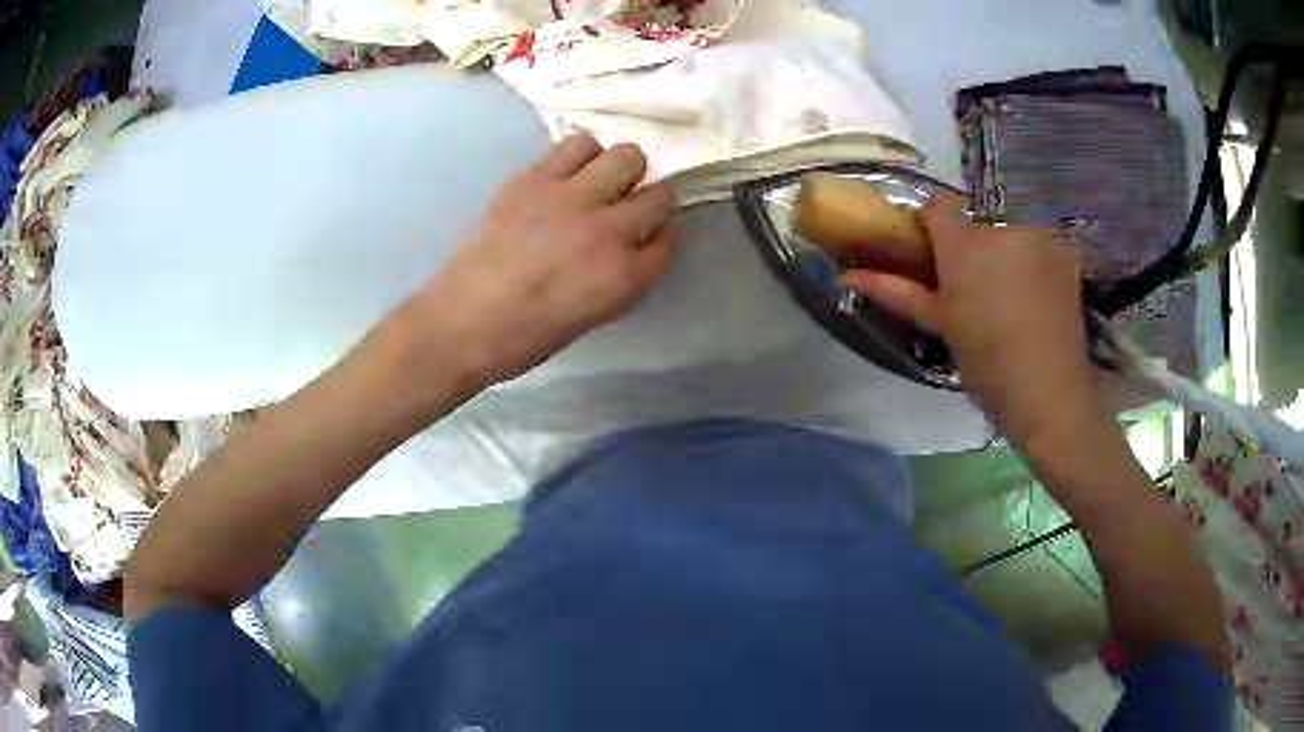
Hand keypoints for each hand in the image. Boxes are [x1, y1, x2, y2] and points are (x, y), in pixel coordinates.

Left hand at [398, 134, 679, 387]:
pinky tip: (565, 174)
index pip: (669, 237)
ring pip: (623, 155)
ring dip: (618, 168)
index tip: (654, 231)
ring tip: (598, 180)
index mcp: (624, 276)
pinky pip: (574, 146)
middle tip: (629, 203)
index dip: (664, 231)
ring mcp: (570, 199)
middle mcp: (607, 230)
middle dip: (652, 196)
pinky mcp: (534, 179)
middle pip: (660, 192)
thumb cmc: (527, 335)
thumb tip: (635, 241)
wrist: (463, 322)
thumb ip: (623, 274)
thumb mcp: (594, 314)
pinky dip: (579, 156)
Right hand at [841, 193, 1104, 450]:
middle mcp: (1002, 228)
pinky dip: (1033, 260)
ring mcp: (1038, 235)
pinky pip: (1039, 242)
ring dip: (1004, 252)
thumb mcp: (941, 325)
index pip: (936, 206)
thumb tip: (846, 275)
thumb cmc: (987, 363)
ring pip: (1008, 230)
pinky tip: (1036, 295)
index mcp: (965, 245)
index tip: (934, 256)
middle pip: (975, 221)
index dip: (931, 227)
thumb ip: (897, 291)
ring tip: (1011, 297)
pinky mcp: (1064, 250)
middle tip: (975, 288)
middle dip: (971, 246)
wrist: (1050, 391)